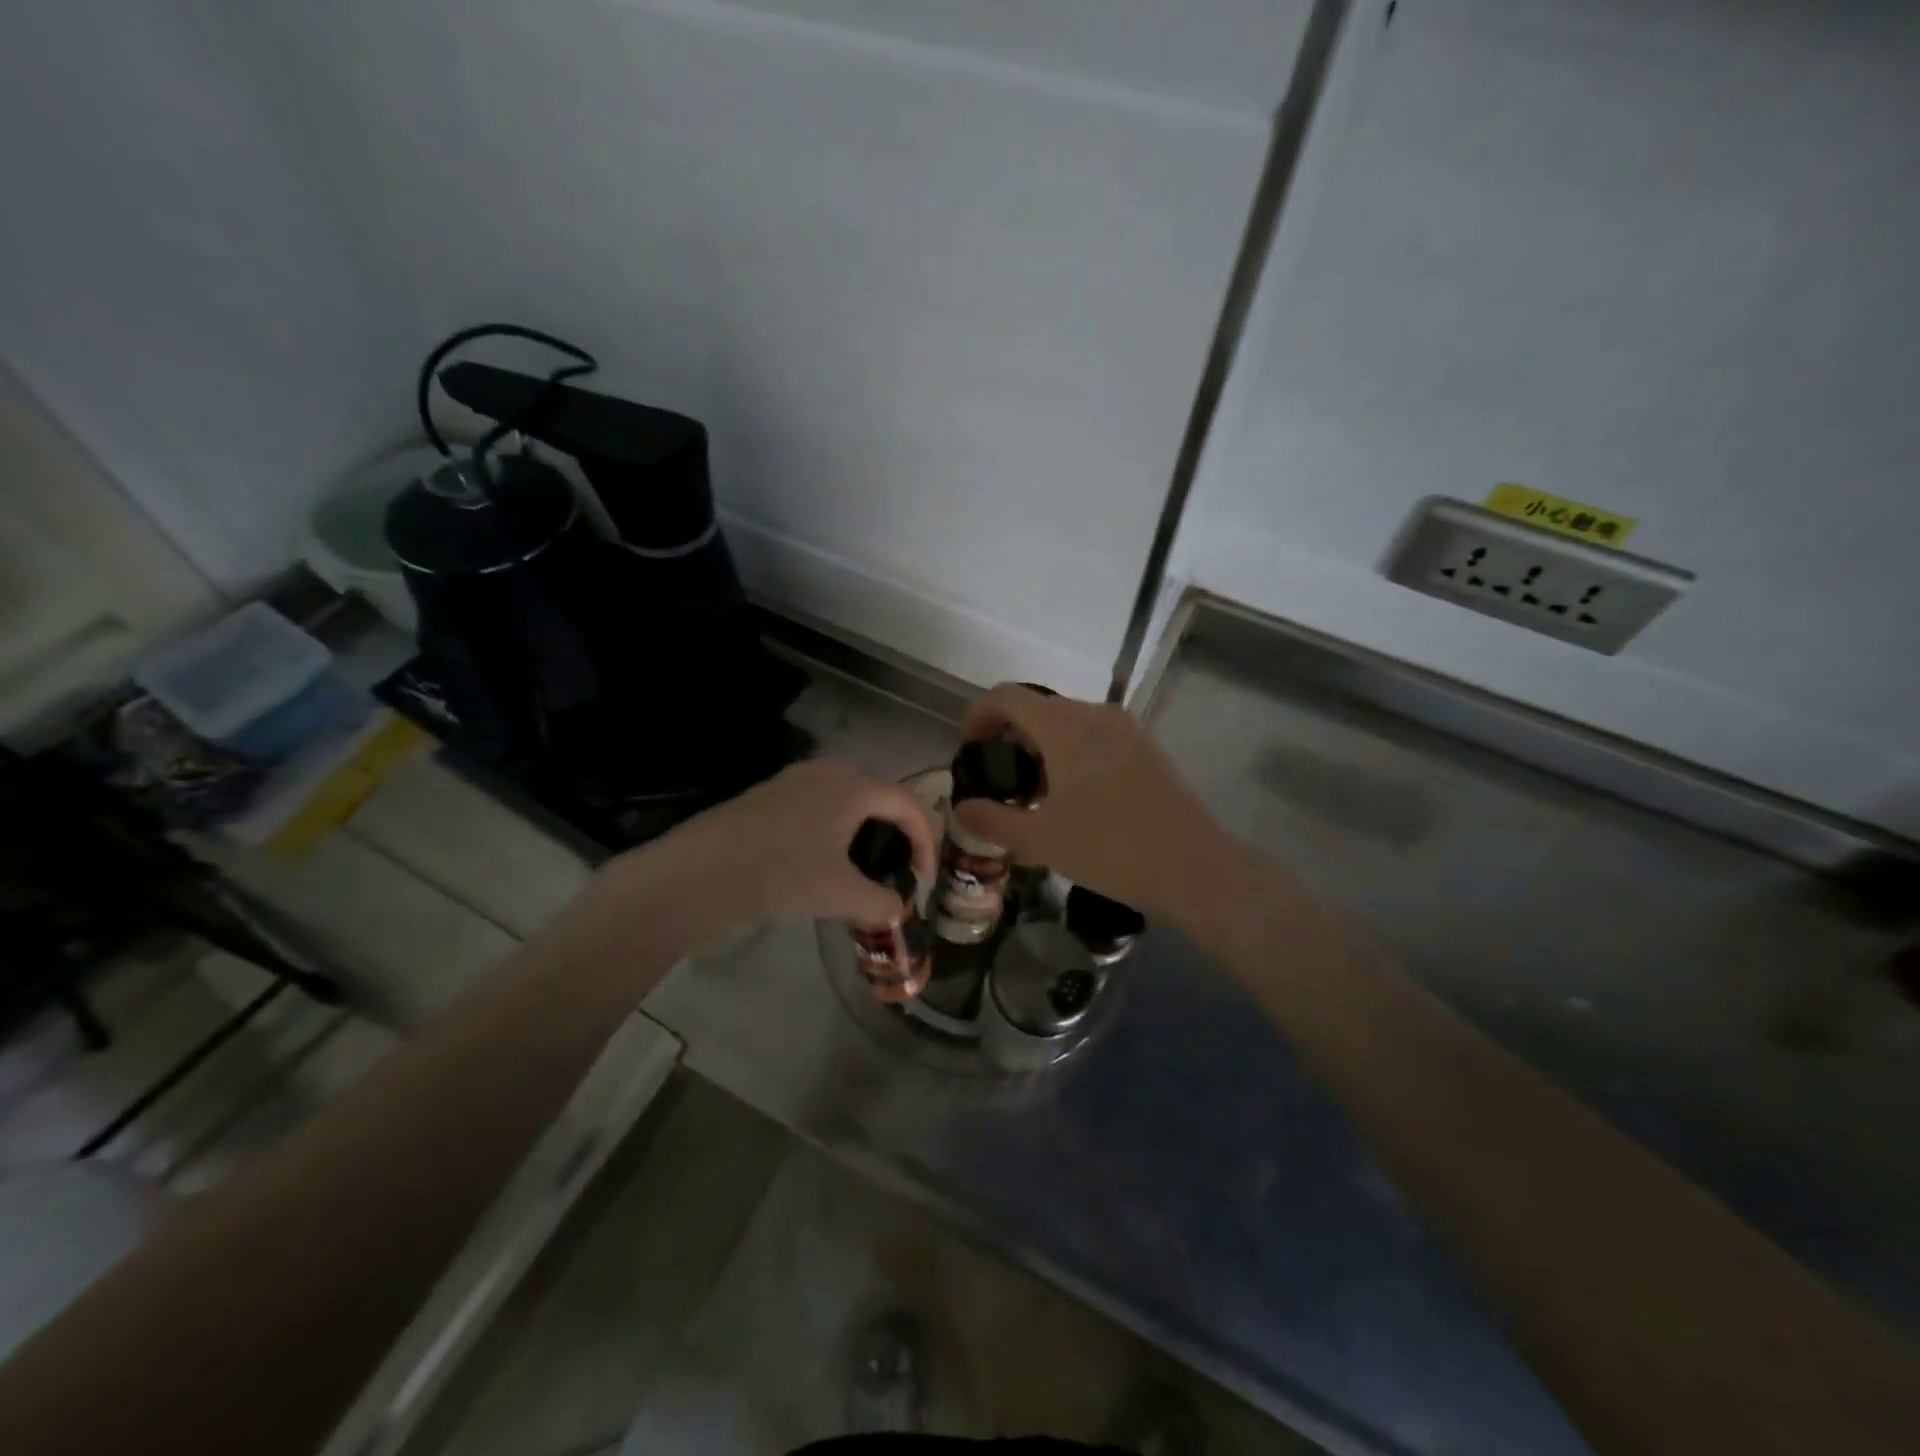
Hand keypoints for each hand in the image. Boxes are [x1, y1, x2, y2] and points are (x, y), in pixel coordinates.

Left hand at [632, 759, 936, 931]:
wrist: (699, 873)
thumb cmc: (782, 875)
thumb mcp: (842, 895)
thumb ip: (882, 903)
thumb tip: (896, 910)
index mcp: (855, 786)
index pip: (910, 805)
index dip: (926, 843)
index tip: (923, 882)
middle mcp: (829, 771)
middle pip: (881, 797)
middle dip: (898, 833)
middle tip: (899, 871)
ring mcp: (795, 780)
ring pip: (848, 801)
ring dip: (865, 833)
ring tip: (863, 871)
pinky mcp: (769, 796)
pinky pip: (819, 807)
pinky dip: (835, 831)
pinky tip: (822, 864)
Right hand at [953, 684, 1230, 922]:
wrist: (1192, 867)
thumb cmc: (1109, 849)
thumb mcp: (1040, 840)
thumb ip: (992, 819)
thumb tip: (961, 807)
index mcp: (1064, 726)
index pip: (1007, 697)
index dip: (978, 716)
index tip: (969, 750)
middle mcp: (1094, 714)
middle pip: (1037, 708)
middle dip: (1010, 736)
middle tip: (1000, 781)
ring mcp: (1125, 728)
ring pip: (1067, 722)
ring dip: (1041, 746)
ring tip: (1035, 794)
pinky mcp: (1145, 747)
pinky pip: (1094, 735)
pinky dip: (1071, 752)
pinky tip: (1074, 797)